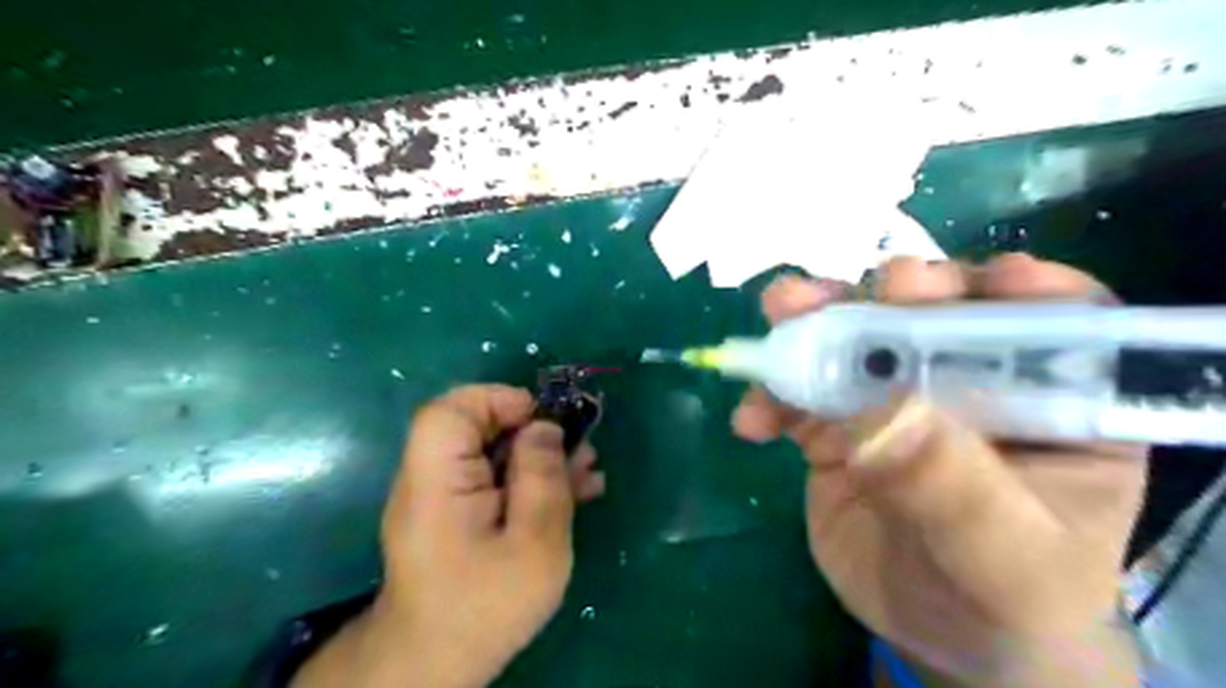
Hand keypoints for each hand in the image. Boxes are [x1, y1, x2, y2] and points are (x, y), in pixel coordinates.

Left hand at [295, 385, 601, 685]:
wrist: (441, 663)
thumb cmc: (487, 606)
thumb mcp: (533, 543)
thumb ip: (541, 478)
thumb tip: (545, 427)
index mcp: (436, 481)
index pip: (450, 410)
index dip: (498, 401)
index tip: (544, 421)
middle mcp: (431, 479)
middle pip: (478, 428)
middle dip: (534, 431)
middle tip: (579, 447)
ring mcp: (444, 497)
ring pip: (493, 453)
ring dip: (540, 455)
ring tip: (587, 467)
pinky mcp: (459, 514)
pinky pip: (494, 479)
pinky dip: (530, 479)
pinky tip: (575, 491)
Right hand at [736, 252, 1149, 686]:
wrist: (937, 631)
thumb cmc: (1003, 597)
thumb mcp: (1001, 558)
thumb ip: (954, 488)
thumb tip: (882, 413)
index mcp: (1050, 401)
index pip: (1051, 320)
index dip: (1013, 289)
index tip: (971, 284)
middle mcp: (970, 382)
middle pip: (934, 313)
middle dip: (886, 294)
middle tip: (843, 294)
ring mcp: (895, 398)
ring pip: (856, 339)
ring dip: (812, 322)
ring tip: (778, 314)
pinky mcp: (840, 423)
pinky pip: (800, 392)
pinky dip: (771, 394)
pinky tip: (752, 421)